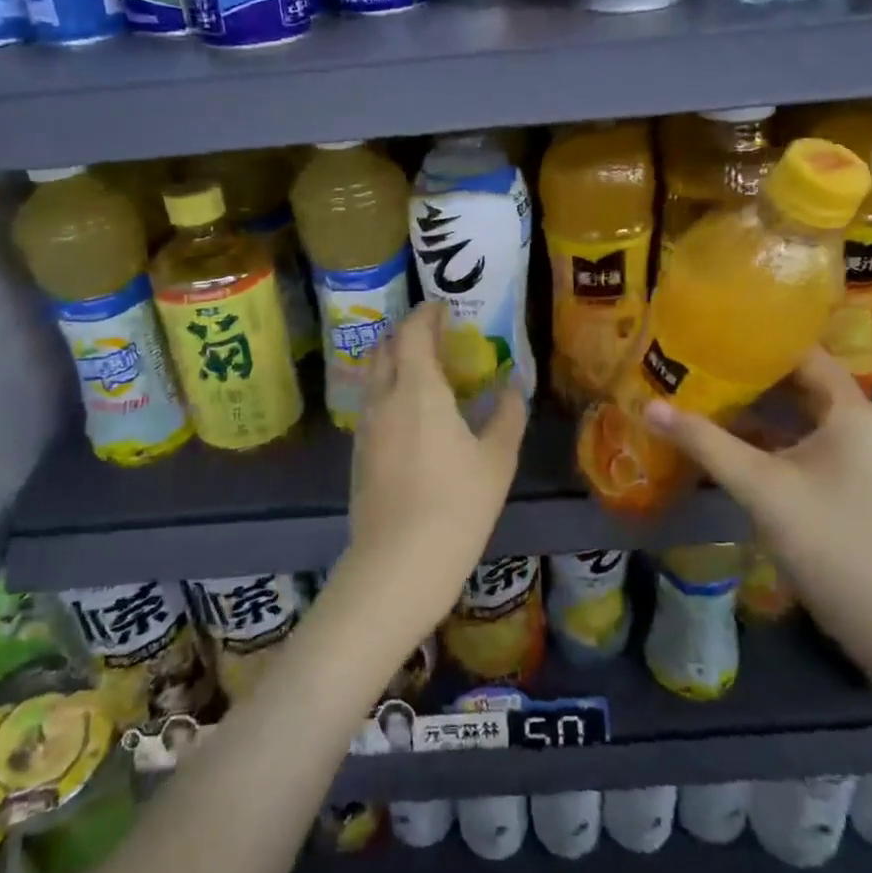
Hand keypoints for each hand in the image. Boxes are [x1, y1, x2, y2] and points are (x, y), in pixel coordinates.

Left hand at [336, 302, 528, 651]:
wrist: (397, 564)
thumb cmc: (456, 506)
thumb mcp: (496, 460)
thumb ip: (506, 414)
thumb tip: (513, 385)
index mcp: (417, 389)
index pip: (412, 332)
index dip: (426, 314)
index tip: (443, 308)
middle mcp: (383, 398)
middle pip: (385, 347)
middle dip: (406, 333)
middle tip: (435, 336)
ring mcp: (365, 426)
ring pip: (374, 376)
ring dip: (394, 362)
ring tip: (424, 372)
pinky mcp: (358, 453)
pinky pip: (371, 404)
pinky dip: (388, 391)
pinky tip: (410, 414)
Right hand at [644, 349, 871, 669]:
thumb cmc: (828, 539)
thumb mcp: (758, 486)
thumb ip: (703, 442)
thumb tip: (649, 406)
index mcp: (853, 412)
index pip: (805, 355)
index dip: (760, 341)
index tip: (713, 332)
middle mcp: (862, 426)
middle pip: (802, 384)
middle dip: (751, 375)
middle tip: (699, 362)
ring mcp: (859, 458)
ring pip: (801, 418)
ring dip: (758, 409)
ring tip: (705, 394)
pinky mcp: (851, 485)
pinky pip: (805, 445)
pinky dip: (770, 440)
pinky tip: (728, 443)